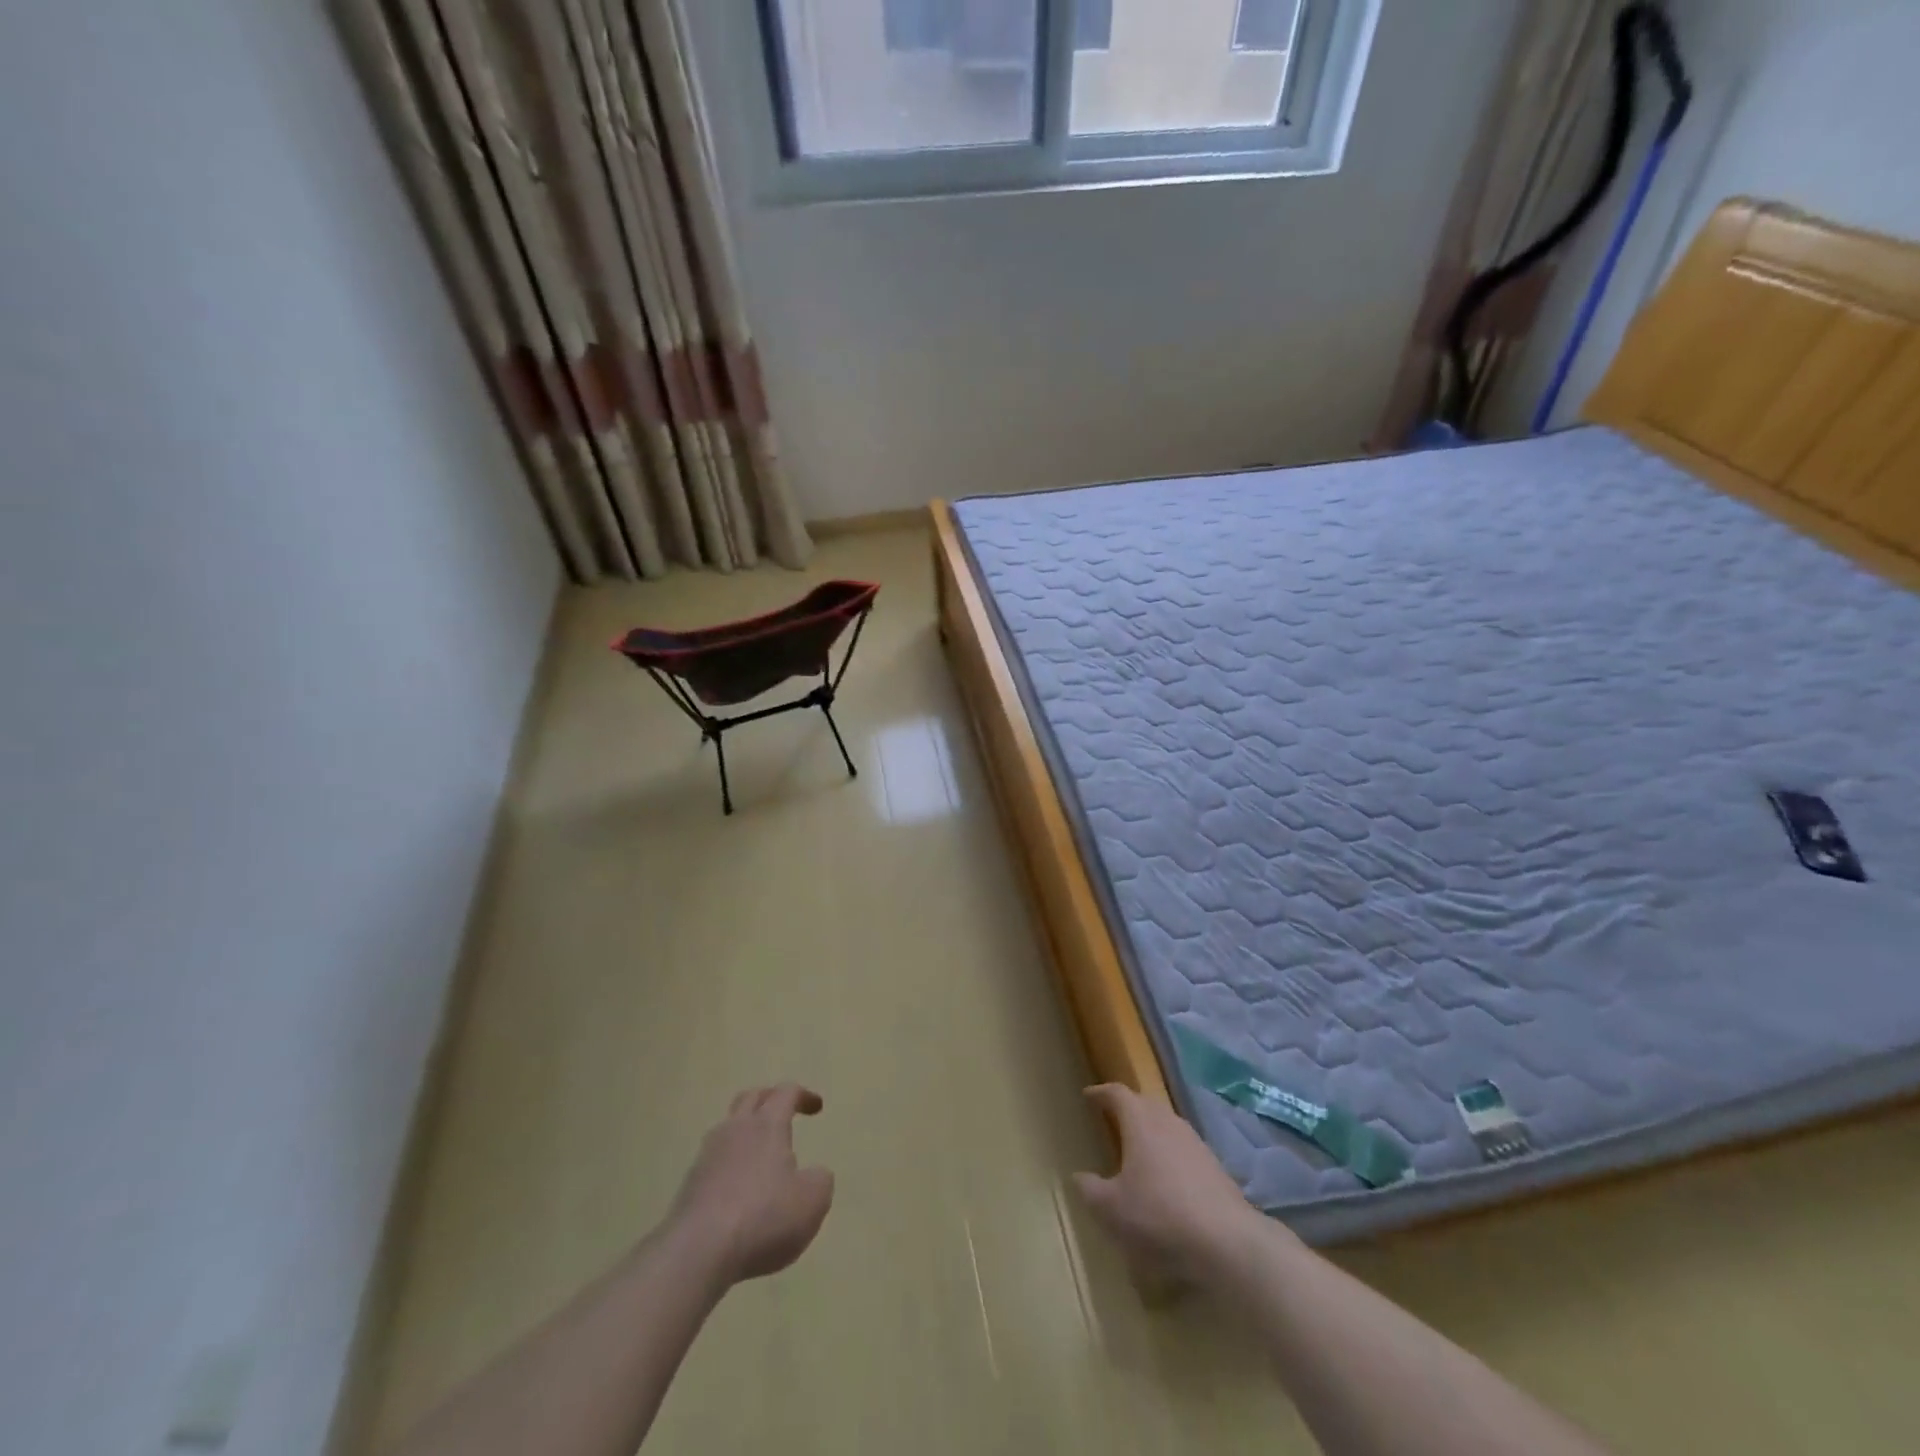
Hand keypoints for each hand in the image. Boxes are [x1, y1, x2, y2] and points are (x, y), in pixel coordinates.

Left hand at [668, 1084, 834, 1285]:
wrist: (697, 1253)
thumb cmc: (764, 1218)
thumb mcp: (812, 1201)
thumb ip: (820, 1180)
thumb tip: (814, 1174)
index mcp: (767, 1125)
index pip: (786, 1093)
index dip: (803, 1096)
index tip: (817, 1108)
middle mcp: (735, 1130)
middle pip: (751, 1098)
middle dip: (770, 1099)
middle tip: (784, 1112)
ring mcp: (707, 1157)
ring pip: (727, 1129)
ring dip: (745, 1132)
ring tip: (760, 1154)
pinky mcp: (689, 1187)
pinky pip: (714, 1162)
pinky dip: (730, 1166)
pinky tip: (738, 1190)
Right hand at [1072, 1083, 1273, 1288]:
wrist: (1227, 1241)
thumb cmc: (1159, 1215)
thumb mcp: (1111, 1209)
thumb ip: (1090, 1189)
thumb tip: (1078, 1176)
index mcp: (1140, 1122)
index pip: (1118, 1093)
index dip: (1101, 1093)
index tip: (1088, 1095)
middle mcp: (1168, 1122)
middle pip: (1145, 1104)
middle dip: (1127, 1108)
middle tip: (1111, 1118)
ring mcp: (1195, 1143)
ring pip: (1167, 1125)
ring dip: (1150, 1131)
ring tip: (1137, 1149)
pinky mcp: (1215, 1167)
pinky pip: (1183, 1149)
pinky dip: (1169, 1155)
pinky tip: (1166, 1180)